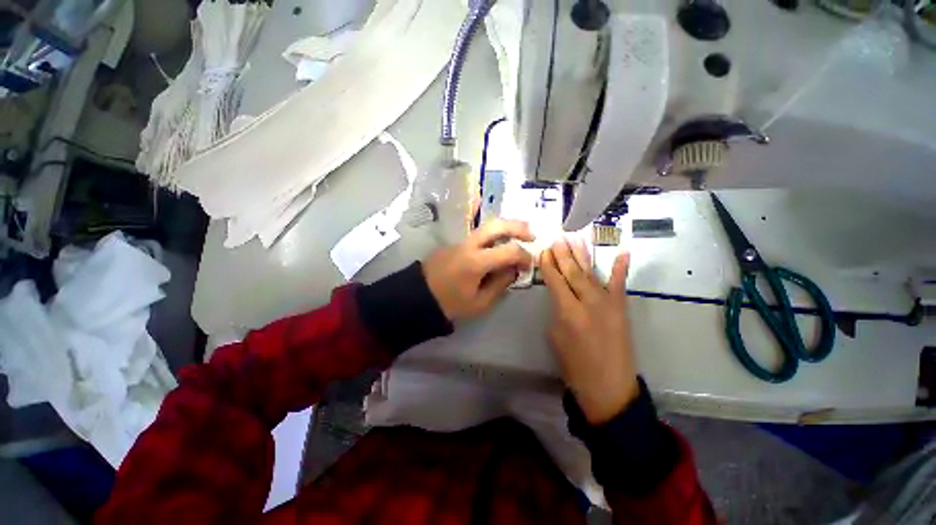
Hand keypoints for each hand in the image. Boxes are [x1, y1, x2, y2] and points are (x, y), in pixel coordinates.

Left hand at [424, 219, 534, 321]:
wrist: (418, 296)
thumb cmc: (449, 304)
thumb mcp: (479, 302)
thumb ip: (500, 284)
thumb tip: (513, 270)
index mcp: (476, 262)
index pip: (509, 251)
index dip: (524, 256)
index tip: (529, 265)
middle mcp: (469, 245)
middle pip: (496, 225)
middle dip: (517, 227)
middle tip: (531, 235)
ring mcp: (460, 241)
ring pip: (487, 226)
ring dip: (506, 227)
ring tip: (520, 234)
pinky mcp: (455, 243)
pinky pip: (478, 235)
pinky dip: (494, 235)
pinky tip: (500, 244)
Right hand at [541, 237, 638, 424]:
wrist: (609, 387)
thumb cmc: (575, 365)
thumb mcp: (556, 336)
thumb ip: (558, 311)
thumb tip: (559, 295)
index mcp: (568, 312)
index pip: (555, 280)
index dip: (548, 264)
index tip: (544, 250)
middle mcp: (588, 302)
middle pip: (572, 272)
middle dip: (563, 254)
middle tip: (557, 238)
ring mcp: (608, 303)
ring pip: (592, 273)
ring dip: (582, 255)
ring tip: (575, 238)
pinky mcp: (622, 308)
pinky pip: (621, 284)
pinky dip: (621, 267)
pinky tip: (622, 251)